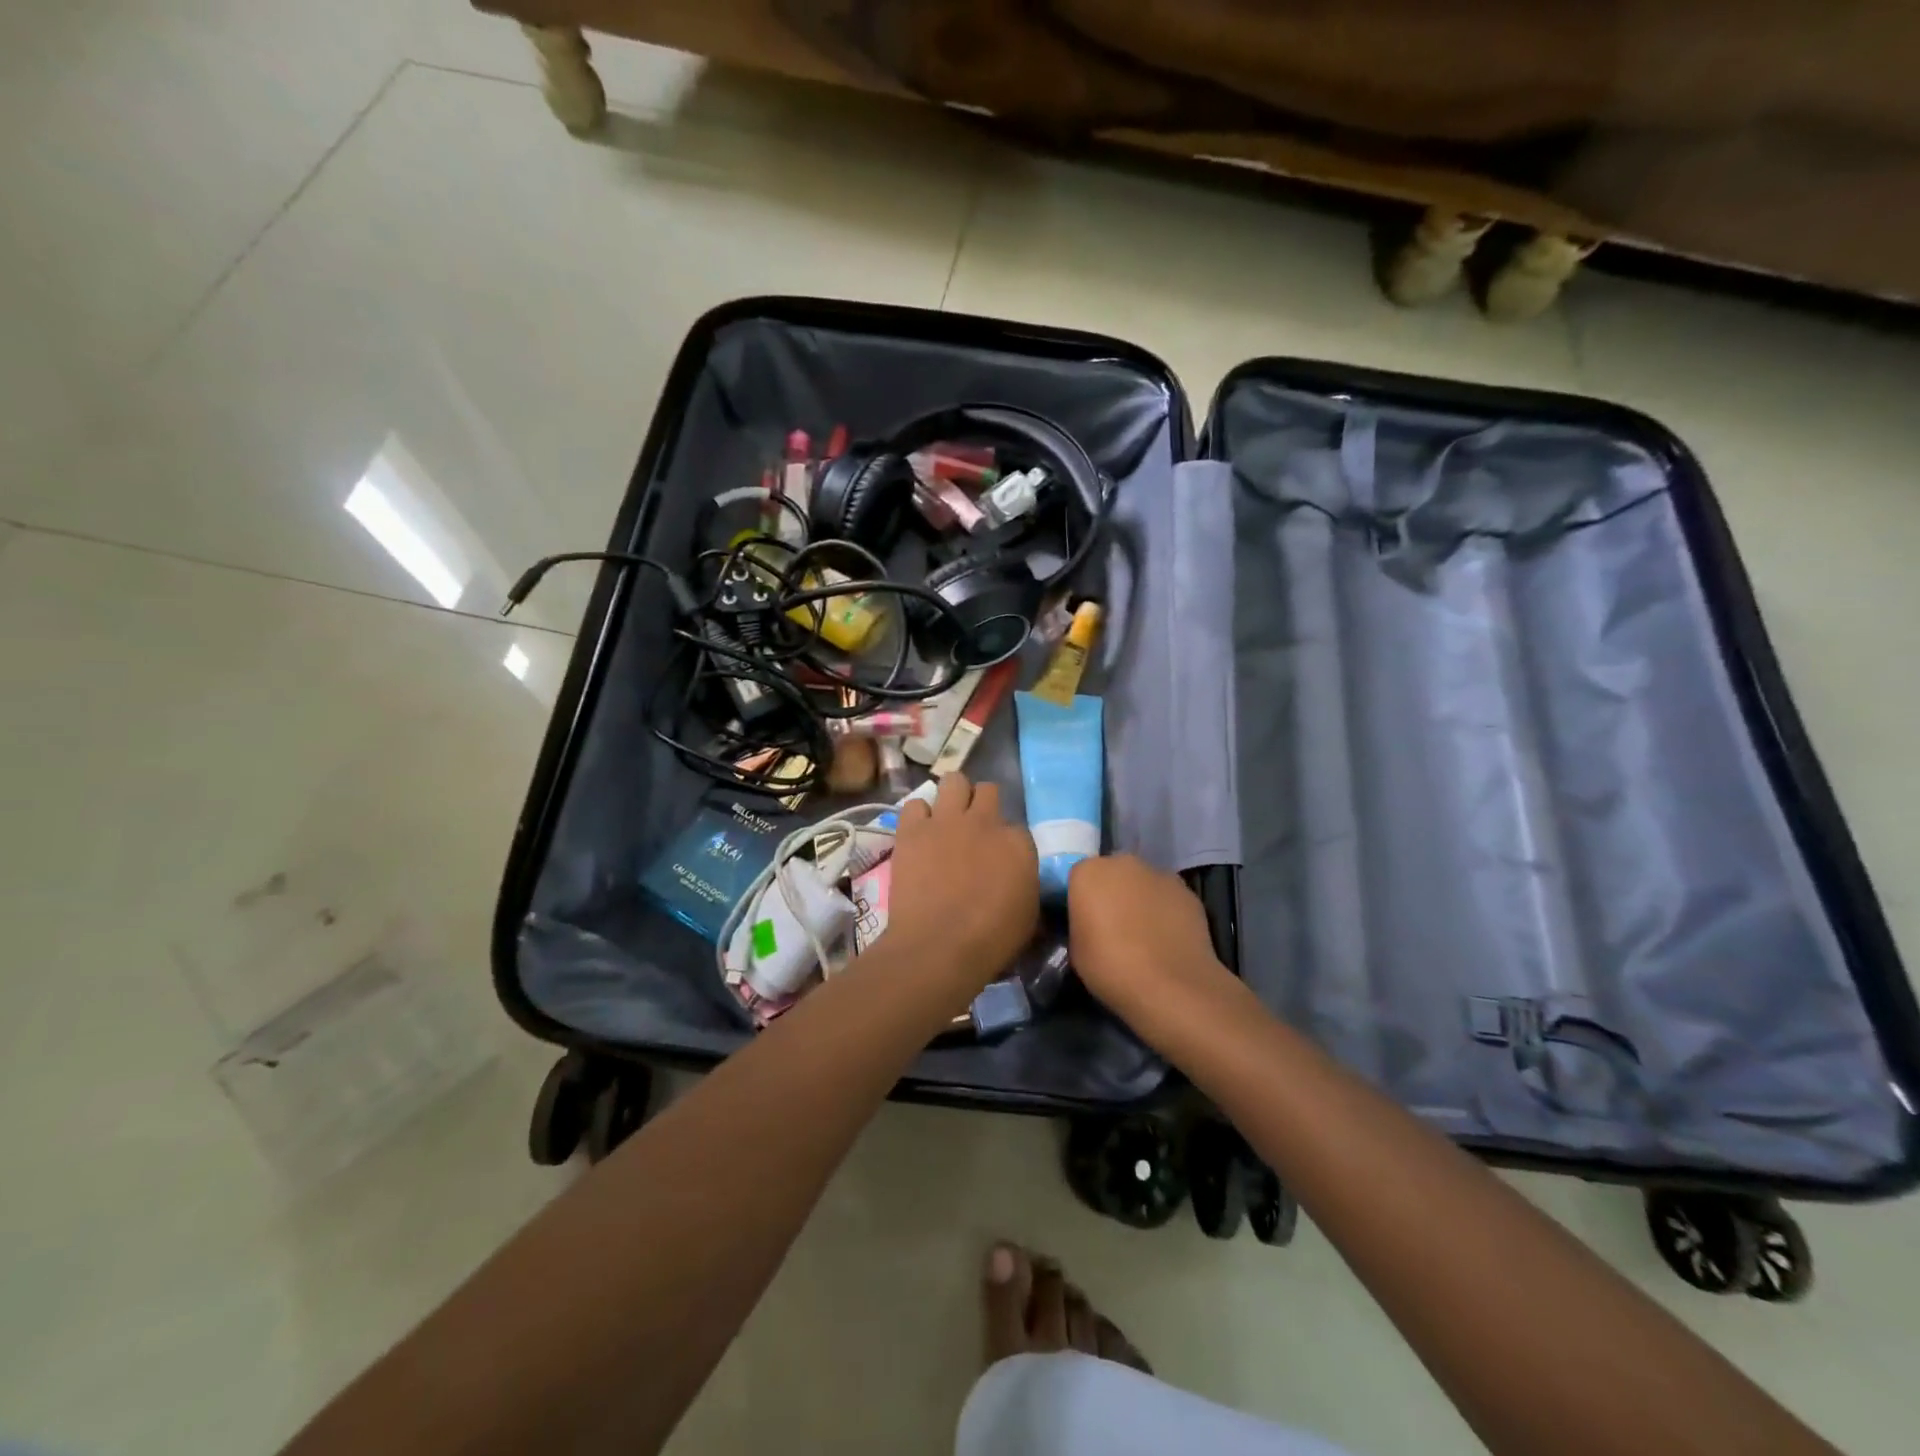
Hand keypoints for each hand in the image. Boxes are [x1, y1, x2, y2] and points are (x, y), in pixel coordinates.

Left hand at [884, 773, 1038, 994]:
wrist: (939, 946)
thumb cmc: (991, 940)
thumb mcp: (1028, 915)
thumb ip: (1025, 884)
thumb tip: (1018, 878)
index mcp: (1018, 843)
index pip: (1017, 826)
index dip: (1007, 841)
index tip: (1000, 857)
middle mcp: (985, 821)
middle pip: (987, 791)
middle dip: (982, 805)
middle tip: (974, 829)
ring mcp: (947, 821)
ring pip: (954, 781)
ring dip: (953, 796)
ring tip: (947, 819)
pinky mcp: (913, 830)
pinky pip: (915, 804)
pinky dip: (918, 815)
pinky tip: (919, 833)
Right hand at [1067, 855, 1242, 1041]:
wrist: (1170, 987)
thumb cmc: (1111, 967)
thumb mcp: (1075, 949)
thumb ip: (1079, 924)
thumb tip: (1088, 923)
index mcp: (1088, 872)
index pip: (1077, 877)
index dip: (1080, 900)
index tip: (1083, 922)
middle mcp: (1123, 863)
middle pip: (1112, 874)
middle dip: (1110, 893)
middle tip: (1111, 926)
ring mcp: (1160, 874)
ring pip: (1142, 883)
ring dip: (1139, 900)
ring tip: (1143, 936)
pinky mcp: (1188, 892)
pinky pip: (1166, 898)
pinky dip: (1164, 911)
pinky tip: (1166, 940)